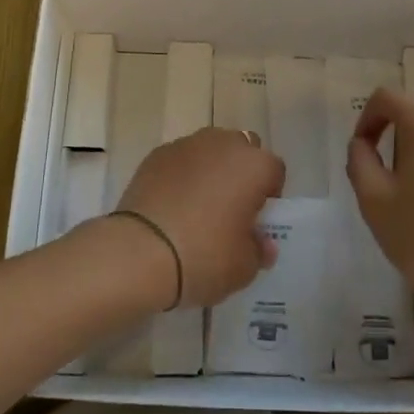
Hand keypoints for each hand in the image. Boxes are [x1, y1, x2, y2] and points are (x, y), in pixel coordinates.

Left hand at [116, 128, 283, 307]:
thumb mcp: (243, 268)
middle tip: (230, 208)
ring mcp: (187, 145)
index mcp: (254, 166)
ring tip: (197, 206)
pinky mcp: (156, 154)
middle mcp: (223, 144)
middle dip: (241, 172)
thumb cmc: (203, 256)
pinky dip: (181, 175)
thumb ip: (259, 250)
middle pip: (242, 150)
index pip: (274, 171)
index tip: (256, 220)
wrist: (139, 251)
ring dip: (211, 169)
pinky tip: (171, 205)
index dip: (269, 195)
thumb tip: (262, 243)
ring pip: (210, 150)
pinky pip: (180, 160)